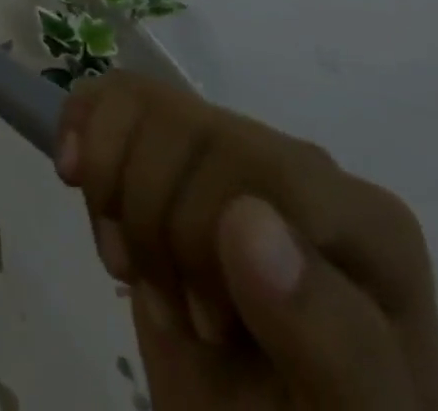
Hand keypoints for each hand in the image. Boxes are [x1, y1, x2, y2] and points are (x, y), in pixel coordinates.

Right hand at [57, 73, 437, 410]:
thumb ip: (333, 342)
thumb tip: (247, 219)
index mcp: (361, 219)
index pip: (258, 166)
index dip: (204, 236)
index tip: (213, 329)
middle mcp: (292, 164)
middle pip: (186, 131)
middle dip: (154, 229)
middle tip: (179, 315)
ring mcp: (224, 154)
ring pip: (138, 103)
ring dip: (111, 191)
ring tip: (135, 267)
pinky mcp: (165, 157)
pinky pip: (112, 96)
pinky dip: (79, 129)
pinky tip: (76, 180)